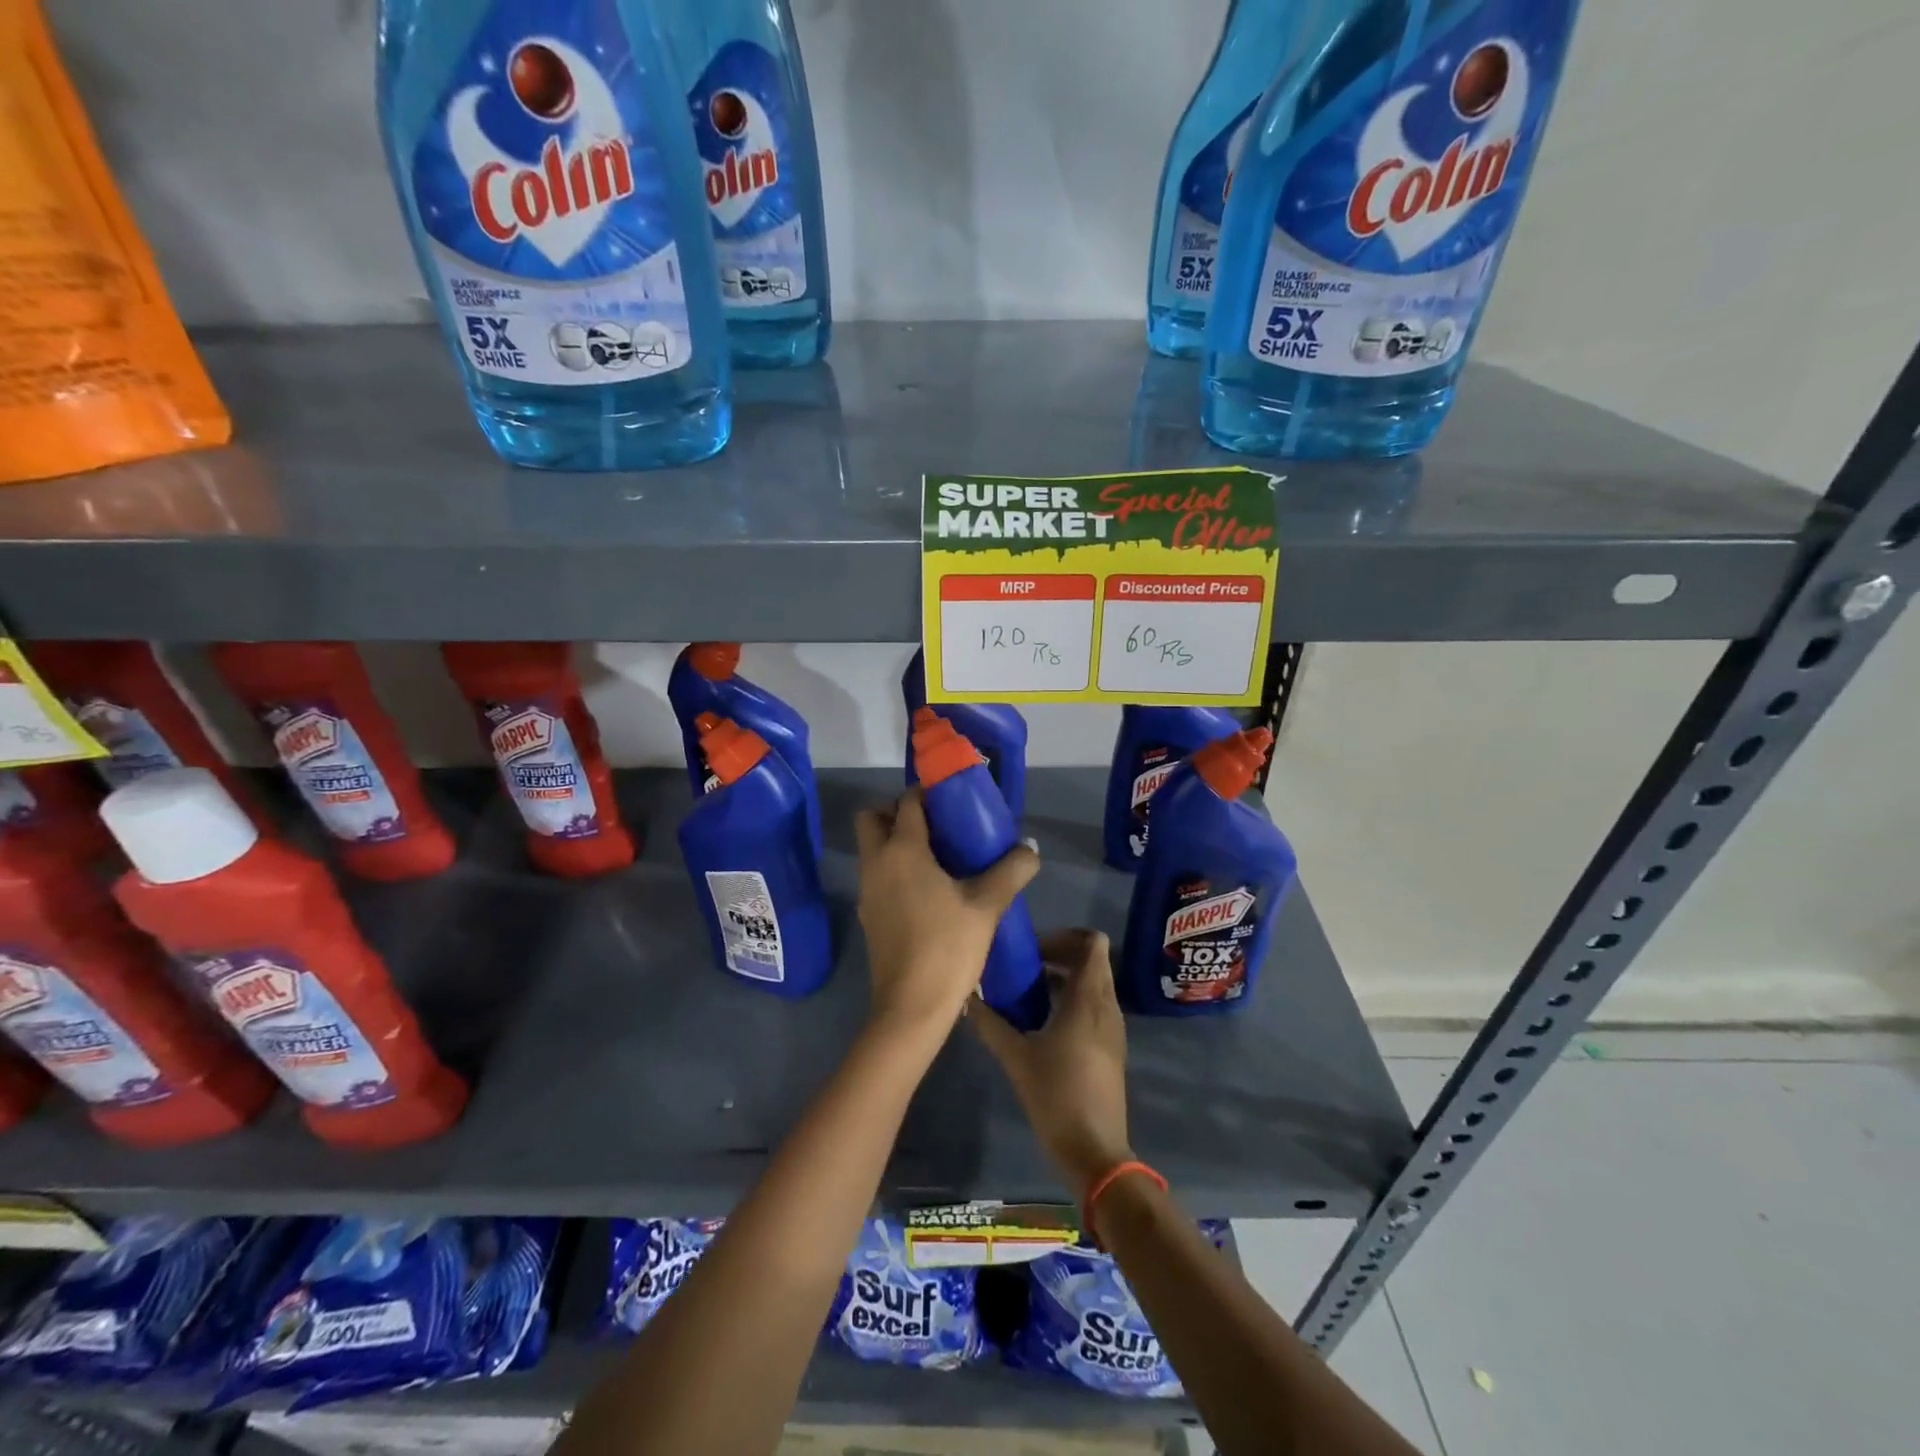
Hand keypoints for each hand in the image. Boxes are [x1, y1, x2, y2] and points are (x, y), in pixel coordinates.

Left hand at [854, 790, 1038, 1036]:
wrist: (911, 1007)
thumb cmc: (948, 947)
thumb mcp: (987, 905)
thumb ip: (1011, 871)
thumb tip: (1029, 849)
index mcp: (902, 850)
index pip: (907, 803)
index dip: (927, 793)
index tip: (953, 798)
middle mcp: (877, 863)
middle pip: (873, 818)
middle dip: (898, 812)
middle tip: (937, 825)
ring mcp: (867, 890)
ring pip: (872, 848)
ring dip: (896, 841)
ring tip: (939, 857)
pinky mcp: (868, 915)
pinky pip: (877, 875)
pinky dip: (895, 868)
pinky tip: (929, 889)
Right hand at [969, 929, 1133, 1199]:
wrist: (1095, 1151)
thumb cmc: (1056, 1096)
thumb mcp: (1016, 1058)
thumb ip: (990, 1024)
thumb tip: (967, 997)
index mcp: (1088, 999)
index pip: (1093, 943)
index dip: (1065, 936)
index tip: (1034, 949)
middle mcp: (1106, 1006)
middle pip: (1092, 960)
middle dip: (1060, 955)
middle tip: (1025, 966)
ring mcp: (1113, 1028)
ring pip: (1094, 984)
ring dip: (1065, 978)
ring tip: (1028, 991)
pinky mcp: (1111, 1047)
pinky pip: (1094, 1006)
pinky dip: (1072, 1000)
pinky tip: (1042, 1020)